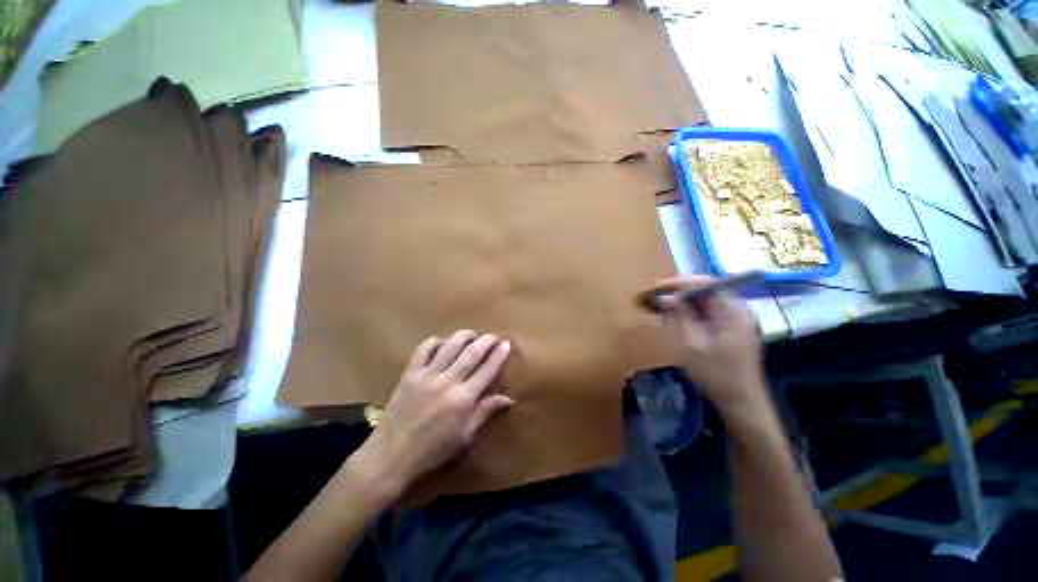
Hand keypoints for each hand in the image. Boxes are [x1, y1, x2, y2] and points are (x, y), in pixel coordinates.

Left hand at [361, 330, 512, 488]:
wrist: (391, 455)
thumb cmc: (433, 450)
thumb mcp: (465, 436)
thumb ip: (485, 411)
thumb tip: (509, 398)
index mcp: (464, 399)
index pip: (487, 370)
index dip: (499, 355)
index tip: (506, 344)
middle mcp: (448, 382)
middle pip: (472, 352)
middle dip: (486, 341)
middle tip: (494, 336)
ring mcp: (427, 375)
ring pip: (450, 345)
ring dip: (464, 336)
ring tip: (472, 334)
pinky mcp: (410, 373)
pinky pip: (424, 349)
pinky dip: (435, 341)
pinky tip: (443, 342)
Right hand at [652, 276, 766, 415]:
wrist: (742, 403)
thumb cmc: (717, 374)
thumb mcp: (693, 344)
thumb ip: (680, 316)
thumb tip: (665, 297)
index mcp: (733, 311)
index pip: (704, 284)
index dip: (678, 283)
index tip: (655, 288)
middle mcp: (738, 309)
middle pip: (705, 290)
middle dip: (678, 292)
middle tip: (655, 298)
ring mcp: (736, 319)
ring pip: (705, 301)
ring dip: (683, 302)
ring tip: (661, 307)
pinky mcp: (732, 328)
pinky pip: (708, 312)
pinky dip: (691, 313)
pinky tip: (677, 318)